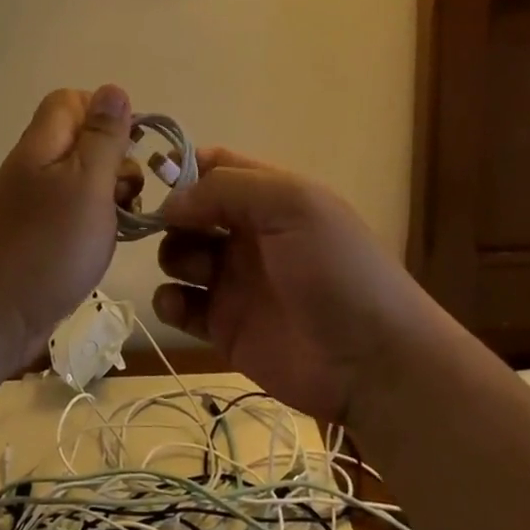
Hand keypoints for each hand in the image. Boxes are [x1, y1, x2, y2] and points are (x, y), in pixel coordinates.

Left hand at [0, 86, 139, 379]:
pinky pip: (73, 213)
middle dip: (116, 160)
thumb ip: (103, 137)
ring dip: (110, 195)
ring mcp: (32, 203)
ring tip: (123, 223)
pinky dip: (95, 223)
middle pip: (81, 141)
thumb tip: (112, 89)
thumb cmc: (45, 247)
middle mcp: (34, 166)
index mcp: (42, 144)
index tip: (133, 147)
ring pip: (82, 180)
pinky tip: (105, 245)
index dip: (105, 114)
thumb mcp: (86, 184)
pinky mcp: (36, 236)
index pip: (71, 101)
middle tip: (130, 194)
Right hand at [152, 149, 418, 422]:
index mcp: (267, 198)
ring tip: (197, 272)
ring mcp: (233, 279)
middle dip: (170, 214)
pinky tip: (179, 304)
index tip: (156, 178)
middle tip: (170, 228)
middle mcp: (246, 233)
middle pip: (188, 210)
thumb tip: (171, 201)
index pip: (215, 165)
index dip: (183, 166)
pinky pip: (178, 304)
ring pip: (178, 254)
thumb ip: (226, 188)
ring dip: (173, 255)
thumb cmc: (335, 269)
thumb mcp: (292, 204)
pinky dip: (167, 300)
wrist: (373, 363)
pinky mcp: (222, 325)